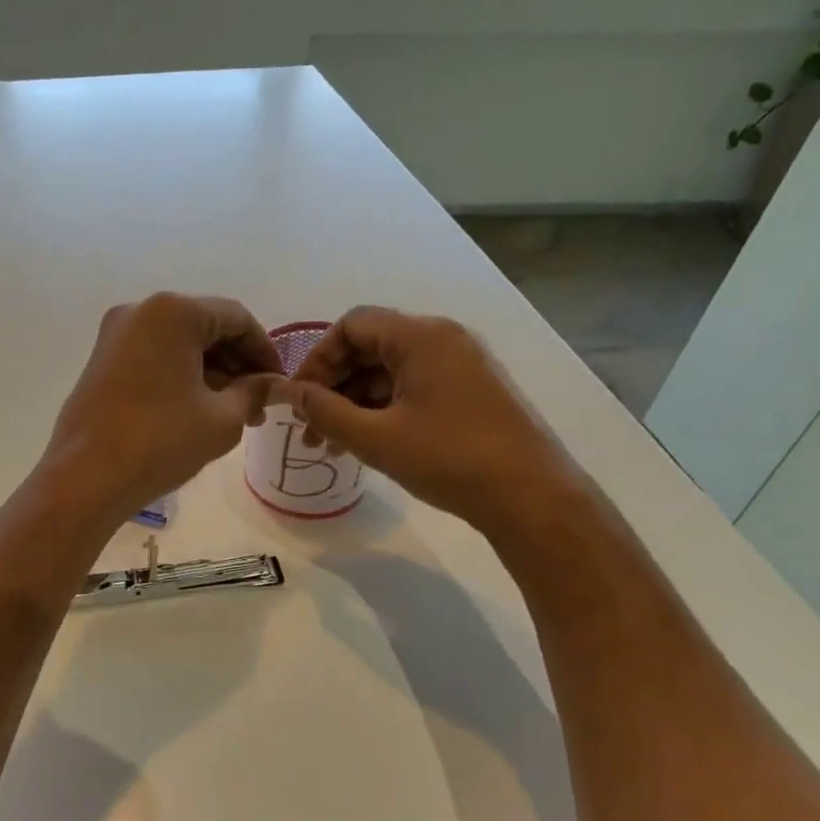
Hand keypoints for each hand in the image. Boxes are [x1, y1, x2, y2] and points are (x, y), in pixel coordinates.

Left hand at [44, 293, 279, 521]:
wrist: (86, 478)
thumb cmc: (161, 442)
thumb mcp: (222, 419)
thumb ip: (254, 393)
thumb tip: (273, 384)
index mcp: (173, 311)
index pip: (236, 318)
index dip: (265, 351)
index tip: (279, 384)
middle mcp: (140, 311)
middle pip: (204, 327)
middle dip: (236, 365)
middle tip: (258, 406)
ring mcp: (114, 336)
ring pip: (178, 345)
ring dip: (210, 373)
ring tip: (232, 415)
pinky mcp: (100, 362)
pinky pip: (153, 358)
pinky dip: (180, 377)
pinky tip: (196, 411)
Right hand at [283, 306, 579, 535]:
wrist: (529, 495)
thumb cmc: (448, 459)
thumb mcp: (376, 438)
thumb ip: (326, 412)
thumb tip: (290, 393)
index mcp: (421, 337)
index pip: (352, 325)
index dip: (317, 359)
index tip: (299, 400)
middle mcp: (442, 340)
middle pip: (369, 347)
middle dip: (333, 386)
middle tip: (308, 428)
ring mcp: (459, 366)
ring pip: (389, 372)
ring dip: (354, 403)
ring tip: (330, 446)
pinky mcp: (468, 392)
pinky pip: (411, 389)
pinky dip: (382, 410)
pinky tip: (364, 445)